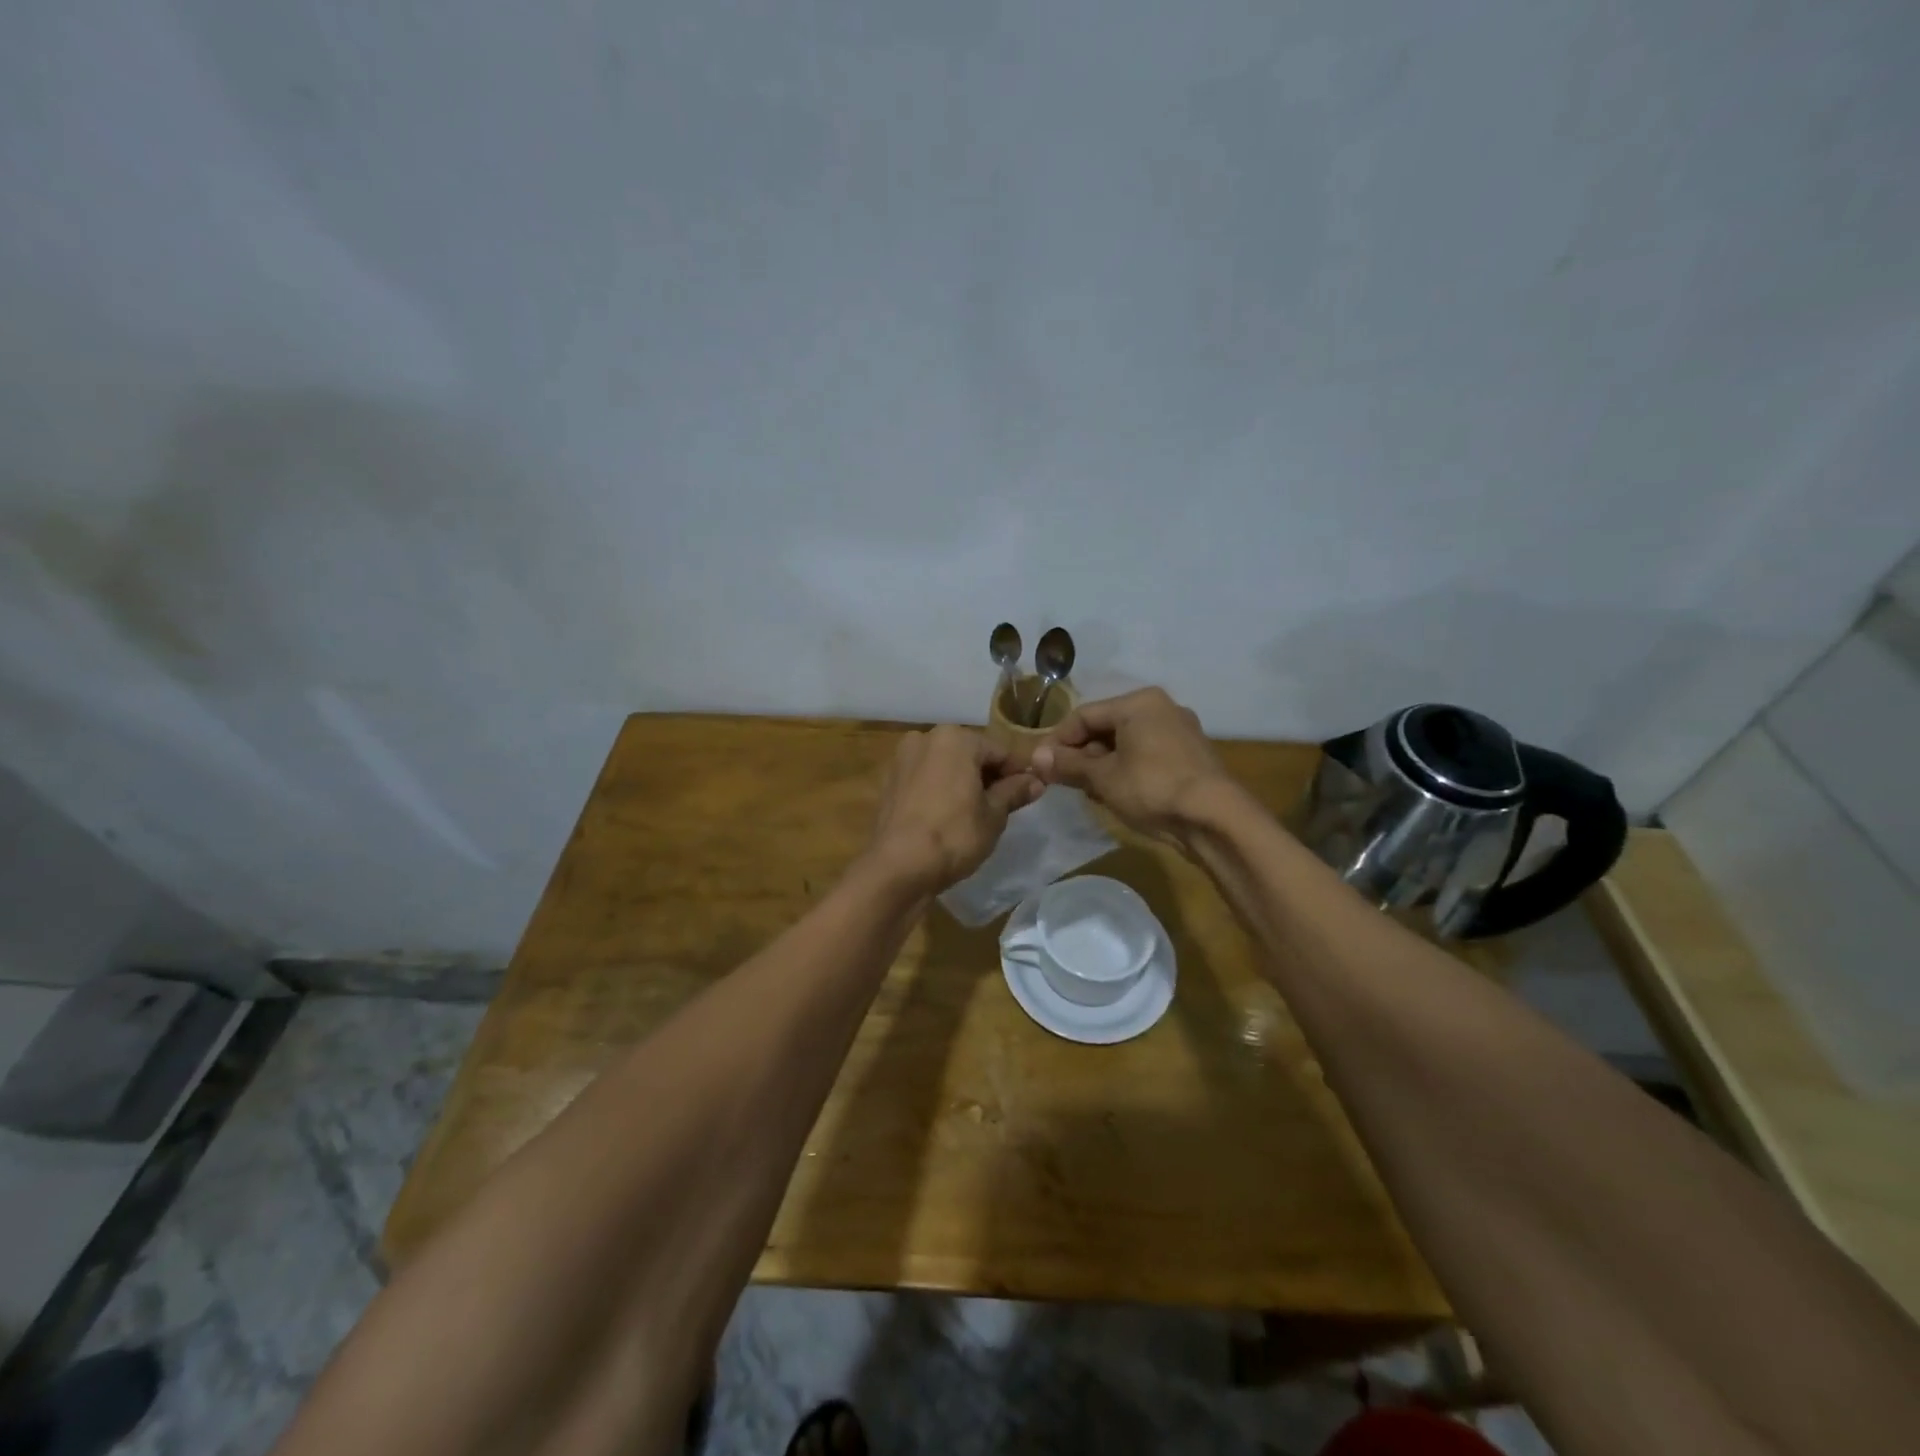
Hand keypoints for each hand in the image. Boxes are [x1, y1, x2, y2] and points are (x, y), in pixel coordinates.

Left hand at [863, 726, 1040, 893]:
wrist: (899, 866)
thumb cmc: (954, 835)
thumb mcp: (993, 815)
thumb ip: (1014, 791)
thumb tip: (1036, 781)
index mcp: (955, 738)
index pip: (999, 752)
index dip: (1017, 773)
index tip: (1029, 794)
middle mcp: (925, 738)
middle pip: (970, 755)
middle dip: (987, 776)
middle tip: (1003, 807)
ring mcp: (903, 759)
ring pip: (946, 767)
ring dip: (963, 783)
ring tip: (975, 814)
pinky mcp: (889, 781)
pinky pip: (925, 780)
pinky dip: (939, 791)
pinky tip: (947, 816)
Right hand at [1030, 687, 1234, 840]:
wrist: (1215, 818)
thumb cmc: (1152, 788)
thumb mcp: (1103, 778)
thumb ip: (1068, 765)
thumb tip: (1035, 758)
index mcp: (1138, 703)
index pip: (1084, 715)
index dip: (1058, 741)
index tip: (1041, 765)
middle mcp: (1161, 708)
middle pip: (1106, 727)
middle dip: (1082, 754)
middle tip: (1065, 781)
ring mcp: (1180, 731)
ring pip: (1127, 743)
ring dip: (1103, 765)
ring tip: (1090, 792)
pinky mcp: (1191, 755)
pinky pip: (1147, 755)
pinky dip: (1127, 769)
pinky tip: (1119, 794)